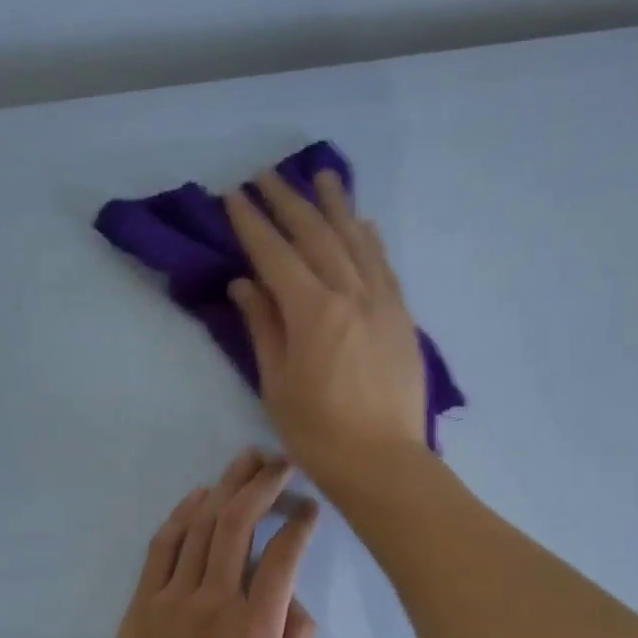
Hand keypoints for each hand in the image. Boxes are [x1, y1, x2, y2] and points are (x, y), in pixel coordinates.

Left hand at [94, 448, 320, 637]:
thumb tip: (294, 595)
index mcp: (255, 628)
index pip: (282, 557)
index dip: (299, 524)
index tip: (310, 507)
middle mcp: (215, 602)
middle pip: (239, 525)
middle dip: (263, 485)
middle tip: (280, 462)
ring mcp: (174, 597)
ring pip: (201, 526)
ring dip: (226, 487)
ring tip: (246, 460)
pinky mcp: (144, 599)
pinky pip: (164, 545)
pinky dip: (182, 514)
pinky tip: (201, 494)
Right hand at [224, 171, 428, 491]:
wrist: (384, 463)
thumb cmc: (319, 435)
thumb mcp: (277, 385)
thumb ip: (263, 328)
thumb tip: (246, 284)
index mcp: (313, 312)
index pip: (275, 254)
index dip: (252, 223)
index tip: (234, 196)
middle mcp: (351, 294)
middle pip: (317, 236)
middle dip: (288, 202)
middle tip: (268, 175)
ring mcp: (383, 304)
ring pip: (356, 241)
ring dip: (336, 206)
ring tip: (322, 176)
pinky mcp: (403, 319)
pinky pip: (384, 267)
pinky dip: (370, 240)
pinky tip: (363, 224)